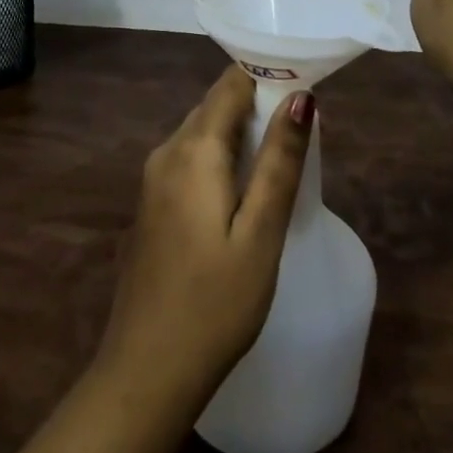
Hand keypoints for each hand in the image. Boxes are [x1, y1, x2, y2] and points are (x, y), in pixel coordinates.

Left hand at [95, 66, 313, 406]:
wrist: (146, 374)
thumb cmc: (215, 303)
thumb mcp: (261, 232)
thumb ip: (280, 160)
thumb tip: (301, 96)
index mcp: (192, 150)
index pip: (231, 84)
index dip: (269, 78)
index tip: (306, 90)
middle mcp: (166, 152)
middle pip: (216, 106)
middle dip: (259, 106)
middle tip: (302, 132)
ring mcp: (153, 180)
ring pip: (204, 132)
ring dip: (242, 134)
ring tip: (282, 160)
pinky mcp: (152, 205)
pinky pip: (192, 160)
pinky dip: (222, 159)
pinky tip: (245, 192)